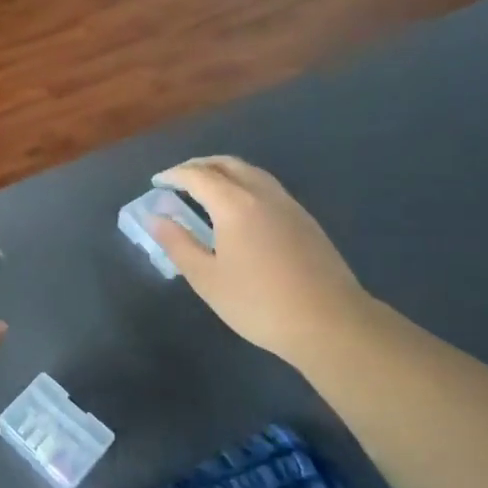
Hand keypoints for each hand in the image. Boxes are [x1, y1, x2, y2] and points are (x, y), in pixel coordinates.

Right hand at [148, 156, 371, 366]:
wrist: (331, 322)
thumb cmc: (259, 303)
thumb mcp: (207, 278)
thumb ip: (178, 244)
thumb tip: (156, 218)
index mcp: (235, 204)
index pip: (198, 176)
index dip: (174, 175)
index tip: (157, 182)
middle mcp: (263, 195)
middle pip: (228, 164)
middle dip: (200, 165)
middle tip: (179, 178)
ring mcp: (289, 206)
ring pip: (252, 173)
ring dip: (225, 172)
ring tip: (207, 189)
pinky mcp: (305, 221)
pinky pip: (268, 187)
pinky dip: (244, 184)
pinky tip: (240, 209)